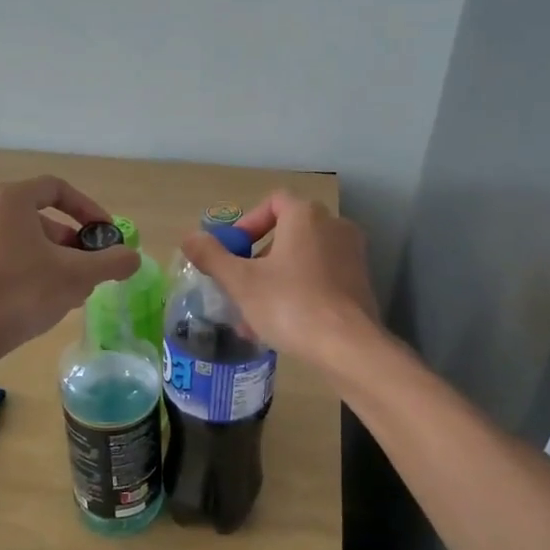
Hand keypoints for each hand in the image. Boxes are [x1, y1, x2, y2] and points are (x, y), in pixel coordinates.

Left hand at [0, 176, 138, 358]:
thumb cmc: (23, 291)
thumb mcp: (77, 275)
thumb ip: (111, 262)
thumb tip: (133, 257)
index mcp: (9, 199)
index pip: (56, 189)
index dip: (88, 209)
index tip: (105, 235)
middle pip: (37, 217)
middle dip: (70, 242)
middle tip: (90, 268)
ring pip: (19, 240)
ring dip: (50, 259)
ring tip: (71, 290)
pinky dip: (24, 269)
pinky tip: (41, 300)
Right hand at [181, 192, 378, 360]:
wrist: (348, 347)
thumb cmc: (290, 305)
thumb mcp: (241, 282)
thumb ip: (212, 256)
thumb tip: (189, 238)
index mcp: (306, 216)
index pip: (273, 202)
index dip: (247, 224)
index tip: (232, 252)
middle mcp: (334, 227)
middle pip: (286, 234)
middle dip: (257, 260)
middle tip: (238, 286)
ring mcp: (351, 256)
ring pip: (301, 262)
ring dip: (274, 282)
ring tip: (252, 316)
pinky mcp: (359, 285)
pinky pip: (319, 281)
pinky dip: (297, 294)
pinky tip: (279, 328)